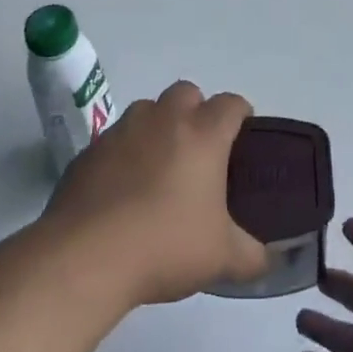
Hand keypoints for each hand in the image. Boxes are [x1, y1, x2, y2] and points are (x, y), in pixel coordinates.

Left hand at [44, 81, 269, 307]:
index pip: (231, 104)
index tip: (243, 134)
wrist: (86, 257)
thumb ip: (252, 255)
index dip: (241, 114)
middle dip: (196, 110)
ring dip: (157, 126)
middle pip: (186, 92)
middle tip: (199, 149)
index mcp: (203, 134)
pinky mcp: (89, 151)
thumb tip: (266, 259)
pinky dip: (124, 154)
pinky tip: (122, 190)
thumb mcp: (222, 259)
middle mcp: (164, 120)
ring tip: (158, 167)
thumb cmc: (165, 245)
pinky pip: (115, 140)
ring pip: (147, 110)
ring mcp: (122, 131)